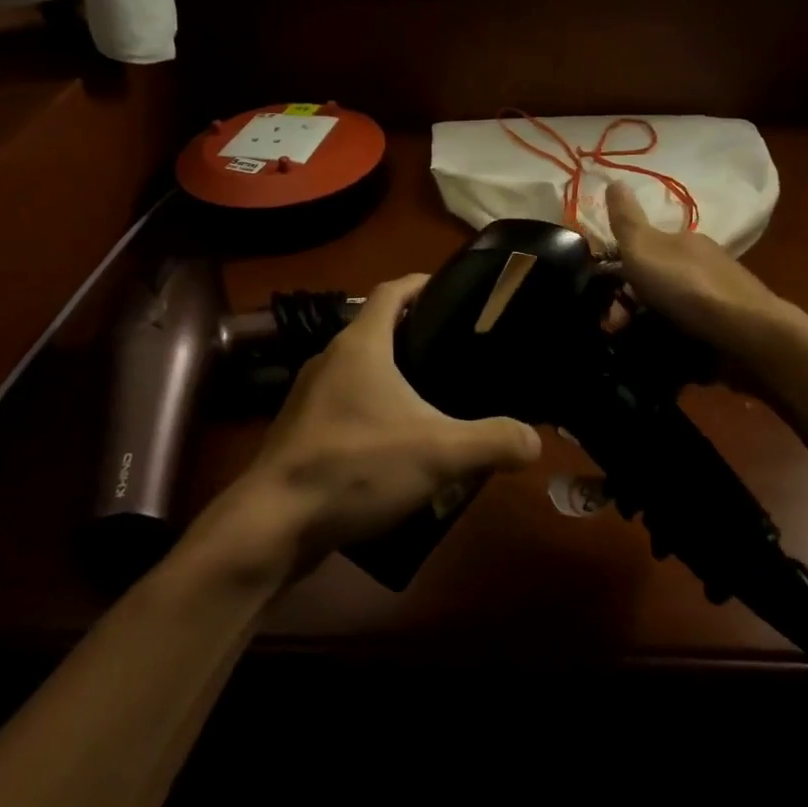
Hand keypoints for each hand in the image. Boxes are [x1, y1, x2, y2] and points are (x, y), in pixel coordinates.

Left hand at [216, 274, 541, 581]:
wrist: (273, 523)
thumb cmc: (355, 465)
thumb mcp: (438, 453)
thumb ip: (492, 441)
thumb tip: (534, 441)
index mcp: (360, 344)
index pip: (392, 291)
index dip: (423, 283)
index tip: (454, 289)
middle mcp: (330, 358)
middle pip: (378, 329)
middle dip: (416, 335)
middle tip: (458, 352)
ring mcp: (309, 395)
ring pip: (360, 371)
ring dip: (393, 377)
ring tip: (434, 398)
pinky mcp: (301, 431)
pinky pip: (345, 406)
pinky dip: (372, 410)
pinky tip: (396, 444)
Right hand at [605, 182, 796, 354]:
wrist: (749, 335)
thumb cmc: (688, 286)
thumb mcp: (644, 247)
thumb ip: (626, 220)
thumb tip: (614, 180)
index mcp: (684, 241)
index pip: (645, 249)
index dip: (621, 269)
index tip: (604, 294)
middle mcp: (704, 265)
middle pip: (657, 282)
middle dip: (633, 304)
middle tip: (616, 329)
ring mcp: (720, 299)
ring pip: (673, 309)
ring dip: (651, 325)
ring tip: (636, 347)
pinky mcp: (730, 330)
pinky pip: (692, 333)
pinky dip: (675, 342)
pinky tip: (665, 356)